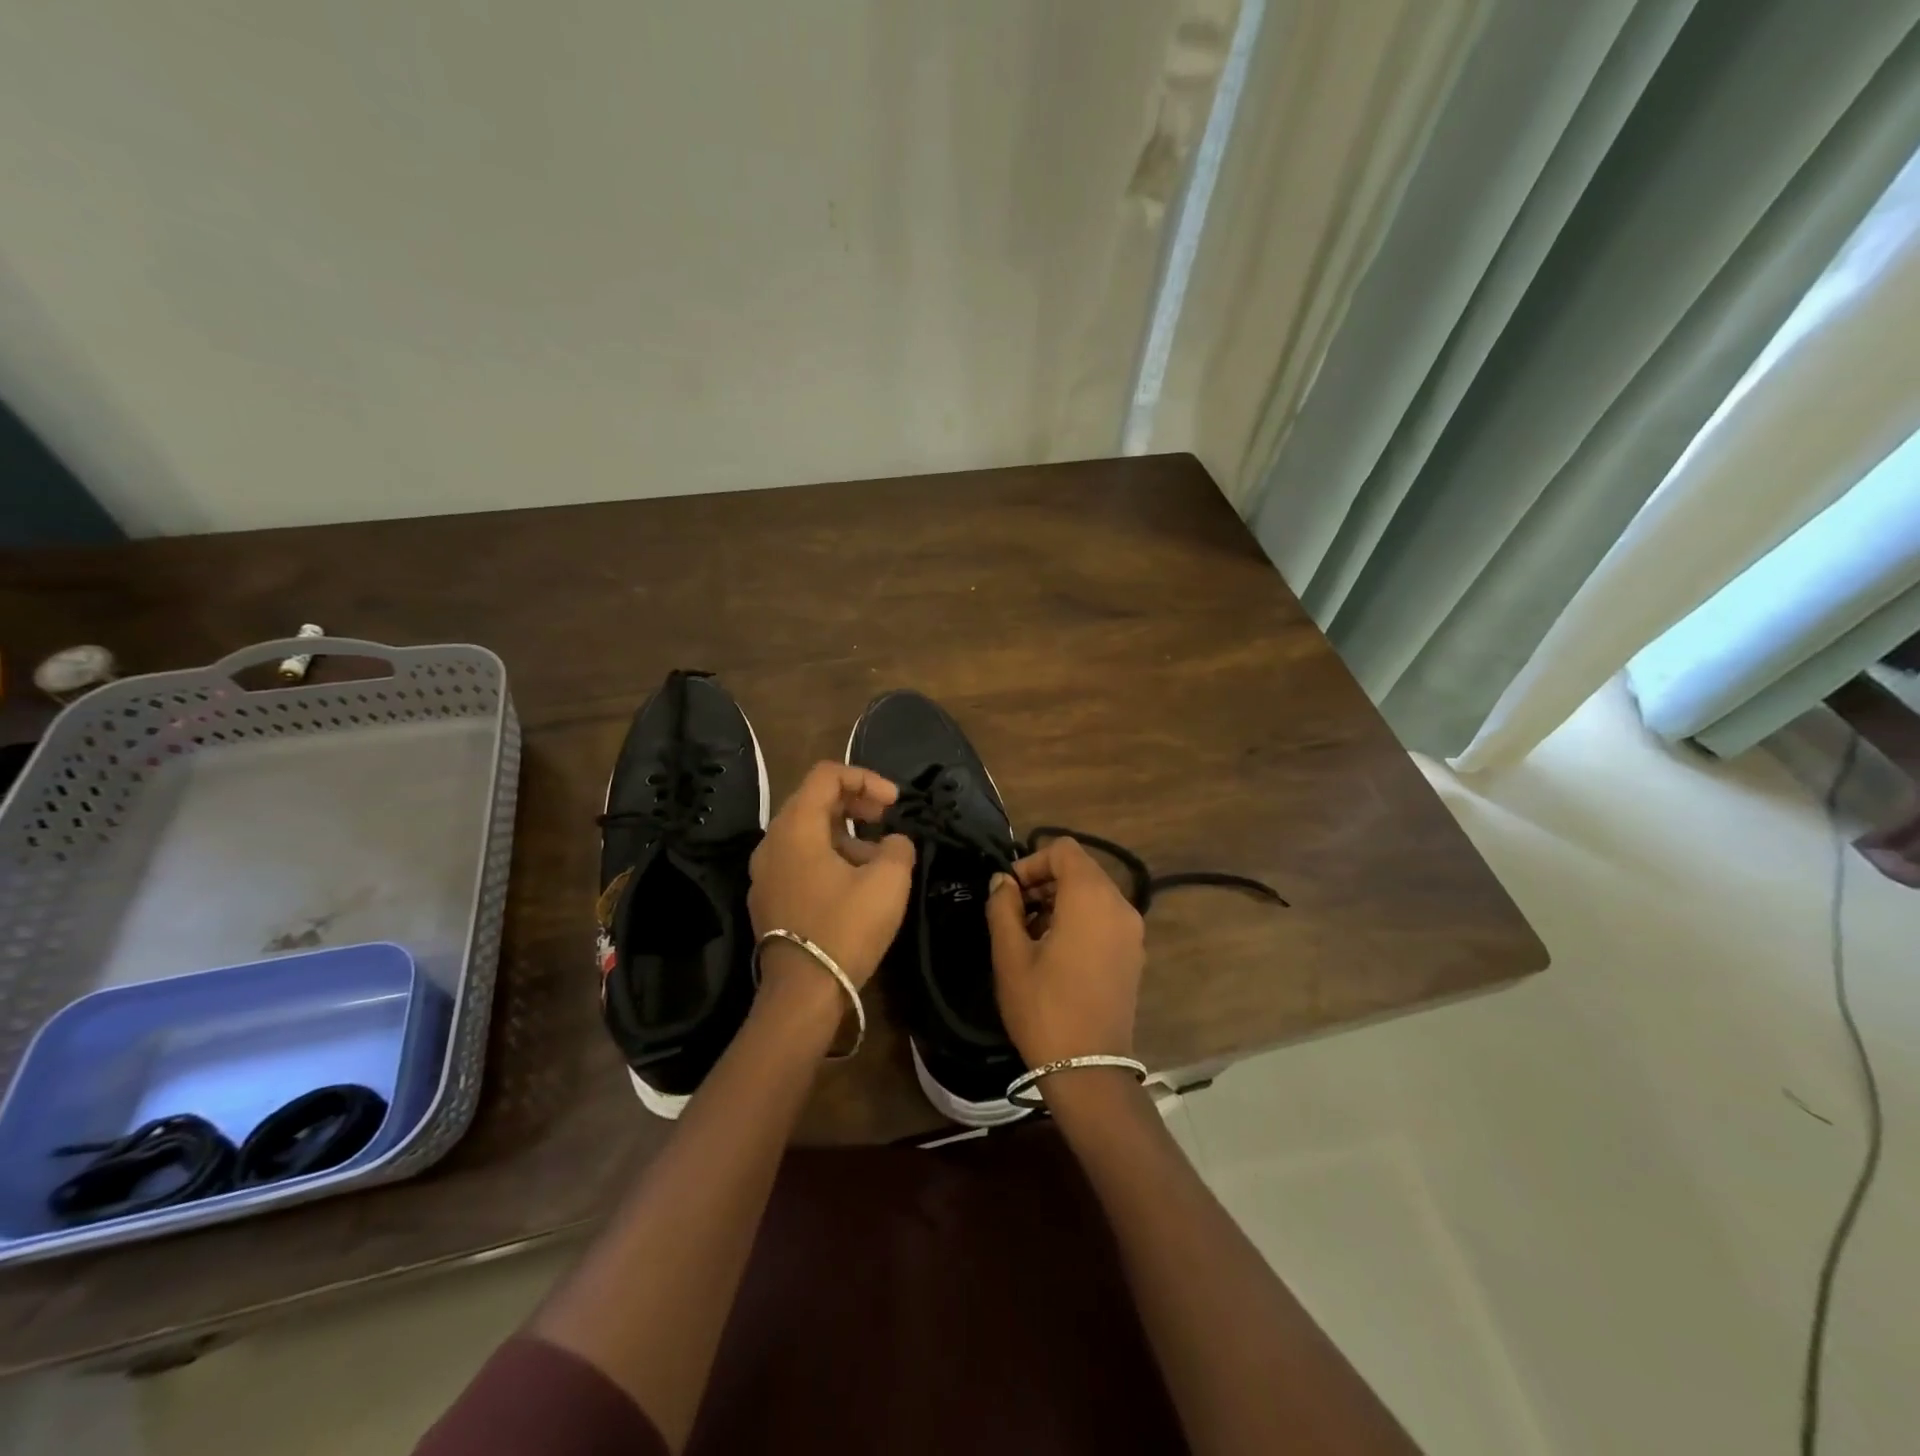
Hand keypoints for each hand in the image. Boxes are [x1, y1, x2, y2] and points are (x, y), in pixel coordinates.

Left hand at [747, 762, 914, 999]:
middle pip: (814, 800)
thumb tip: (893, 843)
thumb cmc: (845, 928)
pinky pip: (799, 860)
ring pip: (808, 833)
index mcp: (796, 827)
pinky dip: (829, 856)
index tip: (894, 802)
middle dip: (856, 802)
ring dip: (846, 833)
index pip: (826, 775)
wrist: (802, 993)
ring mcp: (765, 872)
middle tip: (887, 818)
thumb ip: (897, 847)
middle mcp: (772, 842)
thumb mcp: (888, 881)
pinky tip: (855, 884)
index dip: (866, 778)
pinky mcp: (768, 898)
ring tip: (879, 858)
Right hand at [985, 836, 1143, 1066]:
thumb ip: (1003, 906)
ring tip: (1029, 934)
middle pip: (1080, 869)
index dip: (1031, 861)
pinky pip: (1104, 917)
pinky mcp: (1133, 953)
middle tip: (1013, 912)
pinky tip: (1054, 951)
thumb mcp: (1010, 954)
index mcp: (1090, 896)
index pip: (1063, 850)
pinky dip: (1079, 918)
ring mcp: (1132, 930)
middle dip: (1044, 881)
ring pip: (1093, 893)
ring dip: (1060, 901)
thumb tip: (1002, 882)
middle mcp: (1119, 904)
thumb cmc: (1043, 1006)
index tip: (1009, 892)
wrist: (1088, 1068)